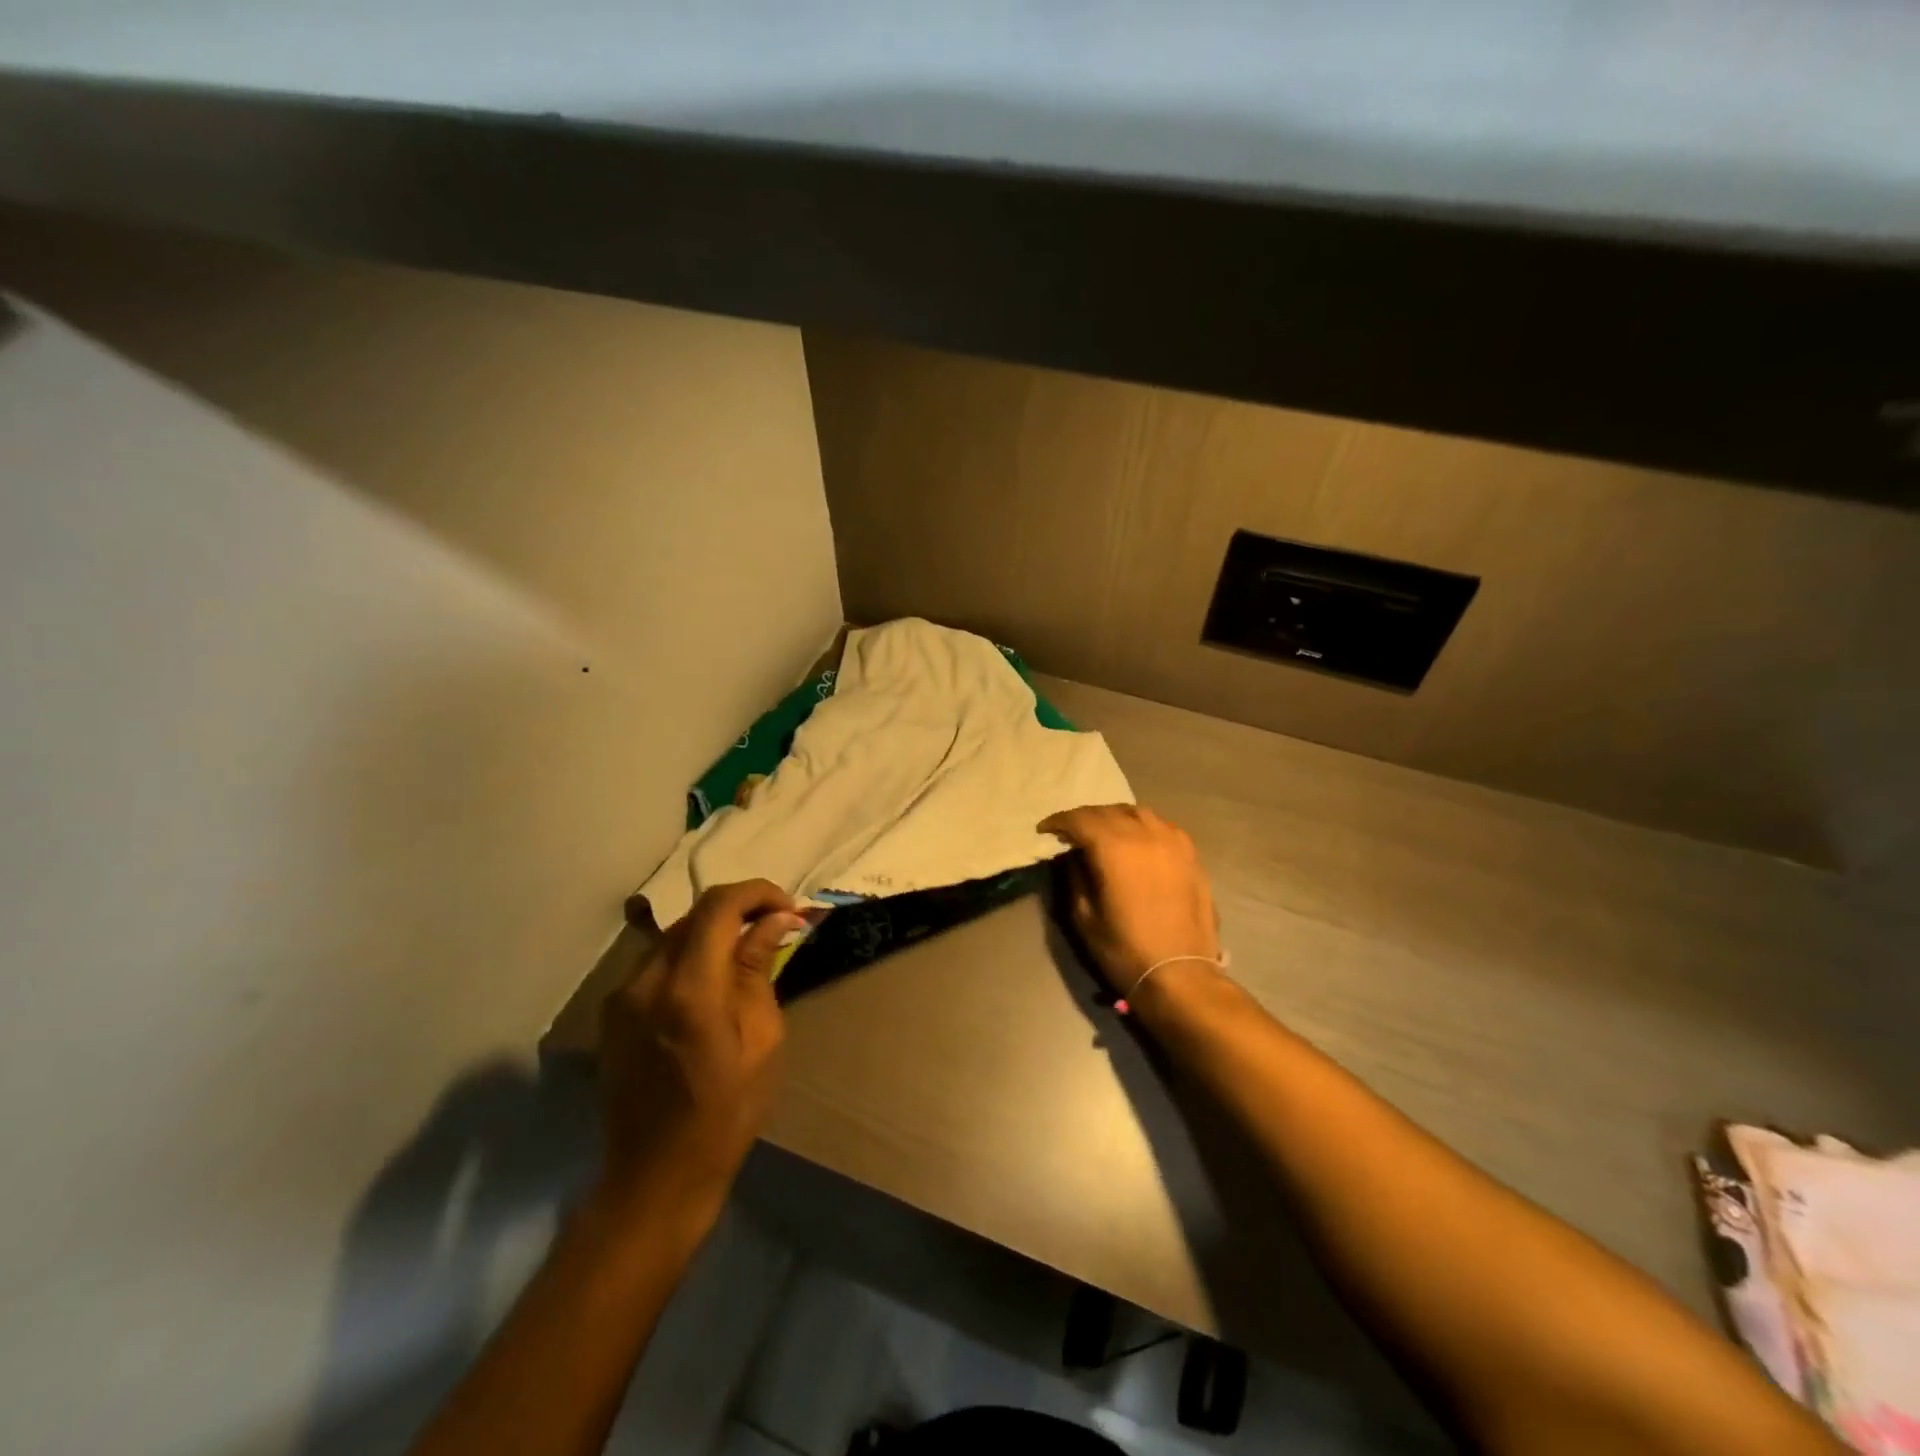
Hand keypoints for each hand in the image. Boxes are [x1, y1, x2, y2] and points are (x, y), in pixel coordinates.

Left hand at [597, 880, 805, 1212]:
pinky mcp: (611, 1012)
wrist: (656, 1175)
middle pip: (694, 915)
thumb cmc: (727, 1112)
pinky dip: (689, 958)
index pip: (719, 906)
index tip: (787, 907)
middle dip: (739, 910)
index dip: (757, 893)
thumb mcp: (762, 1040)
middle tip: (774, 927)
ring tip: (745, 954)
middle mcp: (646, 980)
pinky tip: (710, 984)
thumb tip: (776, 919)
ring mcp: (621, 996)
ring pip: (673, 936)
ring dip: (713, 933)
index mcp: (689, 989)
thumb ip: (759, 970)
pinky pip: (656, 964)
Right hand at [1039, 804, 1220, 1000]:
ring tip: (1104, 832)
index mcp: (1114, 847)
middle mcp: (1145, 833)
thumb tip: (1073, 855)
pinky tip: (1138, 842)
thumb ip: (1075, 876)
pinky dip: (1143, 827)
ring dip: (1116, 817)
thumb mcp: (1084, 916)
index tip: (1045, 829)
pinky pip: (1162, 826)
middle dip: (1085, 817)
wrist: (1180, 974)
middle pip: (1109, 811)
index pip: (1080, 819)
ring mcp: (1173, 841)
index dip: (1059, 821)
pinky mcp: (1191, 854)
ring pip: (1139, 812)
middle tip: (1071, 832)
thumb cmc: (1124, 949)